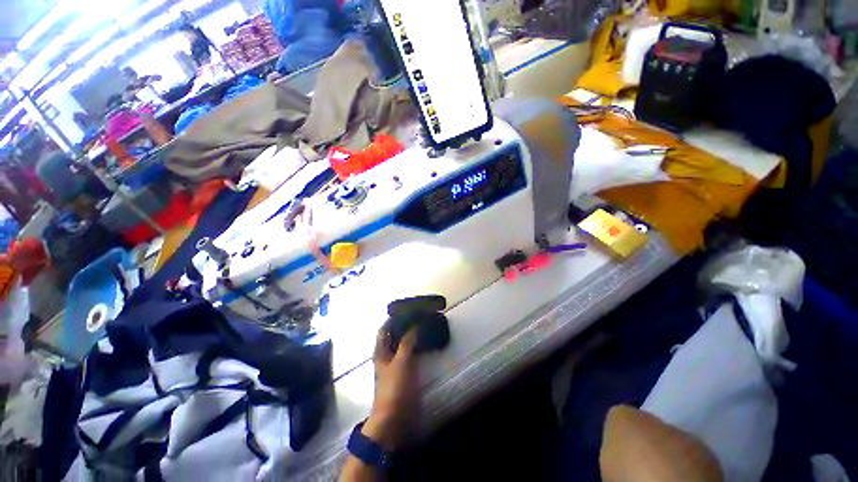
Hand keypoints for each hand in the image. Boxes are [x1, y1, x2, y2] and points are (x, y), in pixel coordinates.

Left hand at [362, 328, 419, 450]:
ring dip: (412, 336)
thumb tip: (414, 325)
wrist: (394, 419)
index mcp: (381, 351)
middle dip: (405, 326)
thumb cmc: (394, 388)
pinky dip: (417, 348)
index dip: (393, 319)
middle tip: (419, 317)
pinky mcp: (404, 374)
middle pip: (394, 336)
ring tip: (425, 327)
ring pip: (403, 345)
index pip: (384, 329)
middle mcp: (386, 356)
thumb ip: (407, 342)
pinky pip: (410, 355)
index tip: (406, 310)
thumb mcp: (401, 362)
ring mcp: (395, 365)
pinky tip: (426, 344)